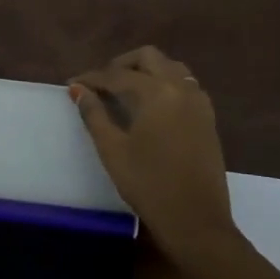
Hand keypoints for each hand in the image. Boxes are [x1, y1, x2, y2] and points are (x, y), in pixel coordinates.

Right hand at [69, 46, 238, 259]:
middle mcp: (181, 88)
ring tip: (124, 90)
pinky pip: (185, 85)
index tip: (72, 84)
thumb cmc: (148, 184)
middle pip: (149, 58)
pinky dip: (164, 84)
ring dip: (146, 71)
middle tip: (100, 83)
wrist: (195, 219)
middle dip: (121, 65)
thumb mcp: (113, 149)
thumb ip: (94, 115)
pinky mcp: (207, 118)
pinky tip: (150, 105)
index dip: (92, 78)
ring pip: (171, 68)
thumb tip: (78, 89)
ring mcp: (199, 102)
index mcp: (157, 93)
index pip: (117, 75)